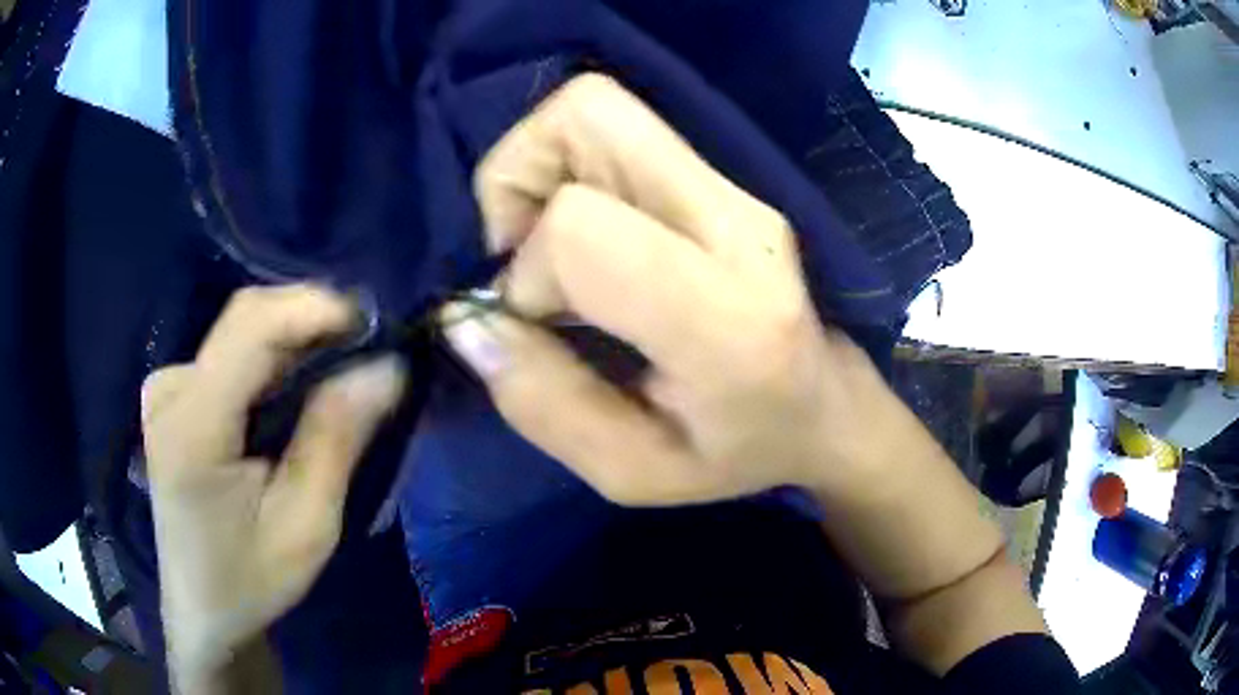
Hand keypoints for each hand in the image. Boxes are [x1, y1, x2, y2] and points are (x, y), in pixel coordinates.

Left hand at [141, 285, 405, 687]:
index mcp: (192, 426)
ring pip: (243, 330)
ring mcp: (168, 386)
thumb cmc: (251, 579)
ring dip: (298, 341)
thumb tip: (388, 366)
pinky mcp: (175, 393)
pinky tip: (299, 390)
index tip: (377, 328)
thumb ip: (337, 438)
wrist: (203, 608)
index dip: (317, 308)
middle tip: (370, 354)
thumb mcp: (306, 524)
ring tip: (343, 373)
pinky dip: (275, 359)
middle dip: (314, 322)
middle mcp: (171, 387)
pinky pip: (232, 352)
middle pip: (248, 318)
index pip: (252, 326)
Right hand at [442, 74, 906, 504]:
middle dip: (517, 176)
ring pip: (596, 107)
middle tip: (524, 254)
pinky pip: (616, 132)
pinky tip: (587, 240)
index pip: (582, 226)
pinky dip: (568, 171)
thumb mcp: (630, 472)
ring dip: (539, 169)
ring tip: (553, 248)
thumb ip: (540, 403)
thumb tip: (467, 320)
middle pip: (589, 113)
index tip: (539, 323)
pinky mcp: (724, 180)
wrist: (825, 406)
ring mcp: (735, 191)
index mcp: (725, 320)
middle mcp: (736, 224)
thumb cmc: (739, 453)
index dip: (530, 270)